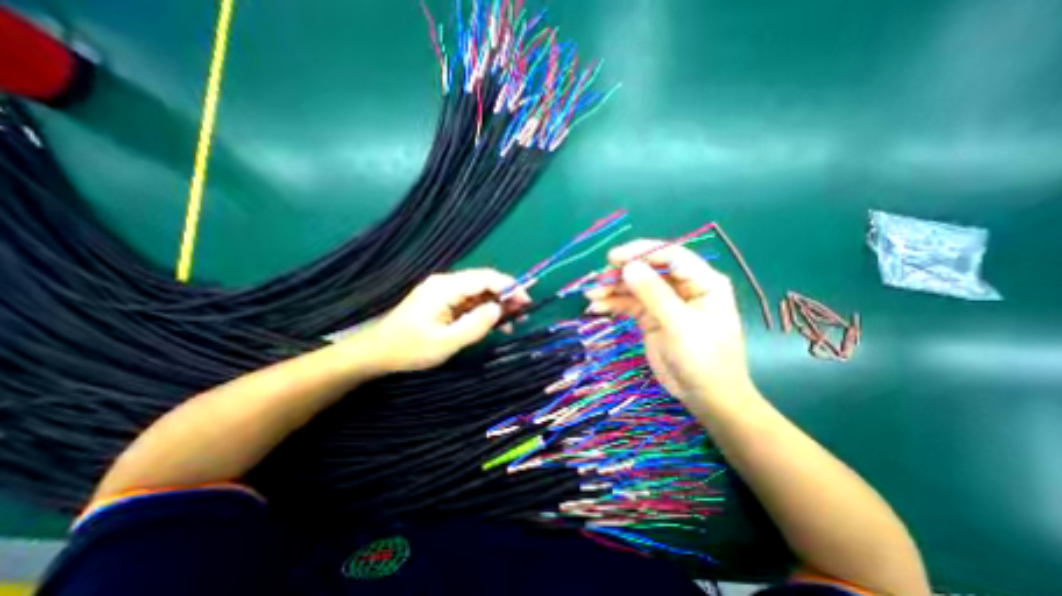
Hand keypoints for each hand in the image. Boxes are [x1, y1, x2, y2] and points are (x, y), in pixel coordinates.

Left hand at [357, 271, 531, 371]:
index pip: (485, 278)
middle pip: (484, 282)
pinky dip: (484, 311)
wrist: (376, 352)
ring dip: (497, 304)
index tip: (526, 301)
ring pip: (479, 292)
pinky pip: (470, 301)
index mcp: (446, 287)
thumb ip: (474, 325)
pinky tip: (495, 324)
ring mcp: (445, 292)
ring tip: (513, 321)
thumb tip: (498, 309)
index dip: (509, 286)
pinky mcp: (444, 301)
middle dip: (506, 296)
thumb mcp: (444, 342)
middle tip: (523, 313)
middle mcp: (447, 283)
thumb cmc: (408, 348)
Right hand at [585, 240, 749, 402]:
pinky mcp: (651, 317)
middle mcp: (682, 287)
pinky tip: (597, 307)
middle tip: (598, 281)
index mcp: (701, 281)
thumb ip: (654, 294)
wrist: (705, 396)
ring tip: (592, 295)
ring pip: (635, 286)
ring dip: (612, 289)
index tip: (613, 258)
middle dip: (622, 273)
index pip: (669, 255)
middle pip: (648, 269)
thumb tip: (628, 267)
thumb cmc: (702, 358)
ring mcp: (665, 302)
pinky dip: (613, 303)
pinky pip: (629, 304)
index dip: (640, 252)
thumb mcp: (678, 324)